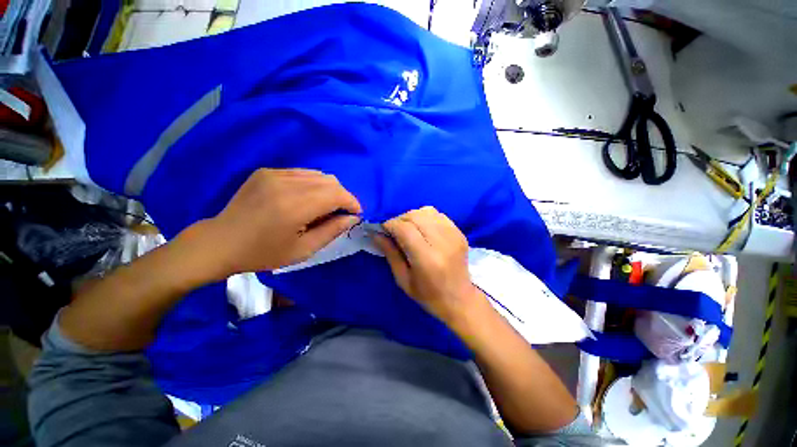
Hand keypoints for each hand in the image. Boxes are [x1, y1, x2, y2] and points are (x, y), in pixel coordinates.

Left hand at [185, 168, 361, 280]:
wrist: (220, 242)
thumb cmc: (263, 253)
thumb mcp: (303, 249)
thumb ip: (332, 231)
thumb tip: (353, 218)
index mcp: (295, 206)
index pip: (336, 194)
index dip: (352, 202)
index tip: (356, 214)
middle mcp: (286, 183)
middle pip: (330, 181)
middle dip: (343, 196)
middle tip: (341, 213)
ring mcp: (275, 174)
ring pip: (318, 175)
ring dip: (329, 190)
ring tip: (325, 206)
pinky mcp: (267, 171)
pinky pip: (302, 173)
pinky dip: (313, 185)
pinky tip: (307, 199)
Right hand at [373, 206, 481, 323]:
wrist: (460, 299)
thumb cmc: (428, 295)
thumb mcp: (403, 279)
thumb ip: (390, 253)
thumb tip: (376, 234)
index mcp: (427, 259)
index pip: (405, 229)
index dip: (390, 224)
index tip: (383, 229)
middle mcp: (442, 242)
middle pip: (416, 216)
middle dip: (400, 219)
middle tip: (394, 230)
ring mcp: (454, 235)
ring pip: (427, 211)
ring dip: (413, 216)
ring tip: (408, 228)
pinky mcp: (459, 233)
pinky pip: (438, 215)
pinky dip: (426, 217)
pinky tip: (423, 228)